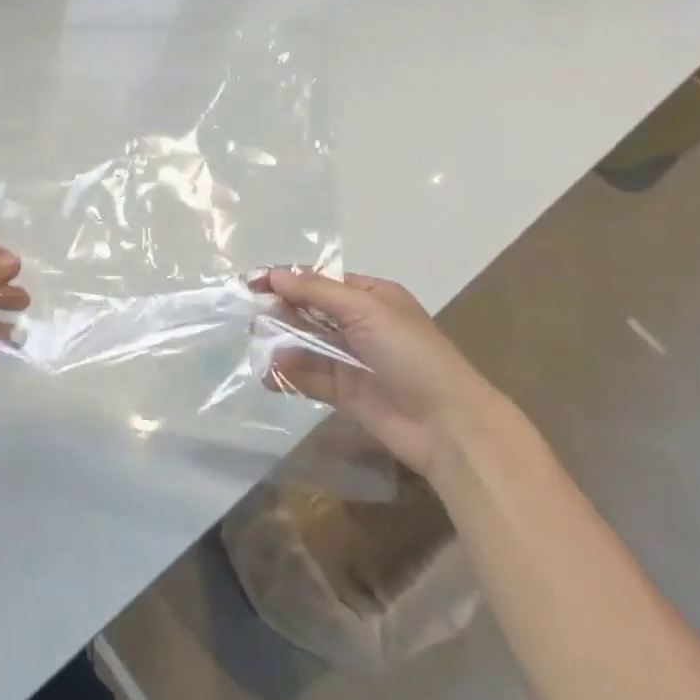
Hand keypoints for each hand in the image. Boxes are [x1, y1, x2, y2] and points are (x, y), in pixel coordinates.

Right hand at [256, 267, 504, 479]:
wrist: (448, 424)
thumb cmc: (410, 353)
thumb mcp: (364, 309)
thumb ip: (315, 292)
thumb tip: (274, 275)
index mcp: (371, 297)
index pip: (320, 281)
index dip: (286, 279)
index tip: (252, 282)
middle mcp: (360, 324)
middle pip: (309, 311)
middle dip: (280, 310)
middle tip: (251, 313)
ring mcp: (352, 359)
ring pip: (305, 344)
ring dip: (280, 342)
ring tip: (257, 343)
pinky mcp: (345, 392)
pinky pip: (308, 377)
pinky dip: (287, 374)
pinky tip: (268, 374)